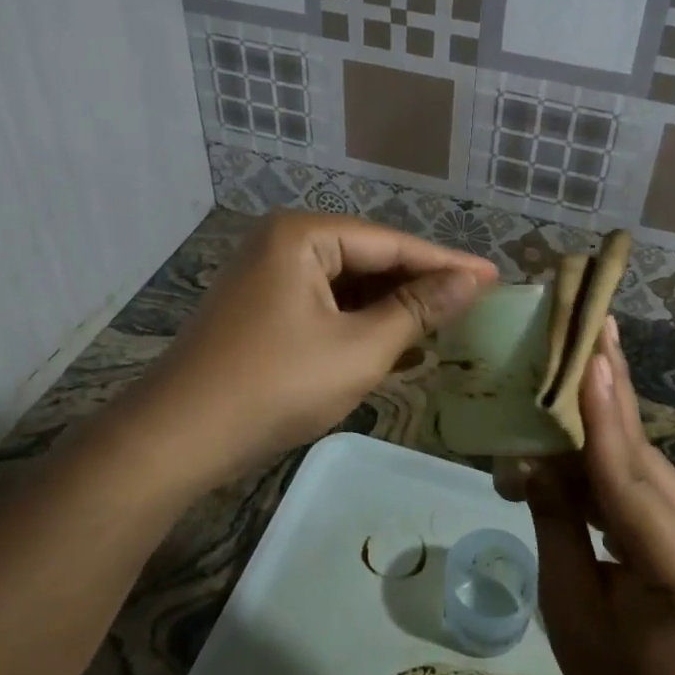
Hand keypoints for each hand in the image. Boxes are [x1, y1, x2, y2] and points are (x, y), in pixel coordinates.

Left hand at [128, 211, 495, 487]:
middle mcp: (283, 243)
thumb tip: (471, 280)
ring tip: (445, 324)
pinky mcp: (261, 309)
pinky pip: (324, 305)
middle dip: (418, 285)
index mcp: (303, 236)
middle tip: (475, 303)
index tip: (496, 276)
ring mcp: (267, 276)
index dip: (447, 263)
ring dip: (391, 308)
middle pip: (369, 259)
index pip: (392, 243)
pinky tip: (395, 343)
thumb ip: (417, 309)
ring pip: (347, 285)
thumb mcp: (359, 348)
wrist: (178, 438)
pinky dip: (359, 324)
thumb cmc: (276, 385)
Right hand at [524, 318, 674, 674]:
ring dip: (608, 417)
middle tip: (595, 323)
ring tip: (583, 355)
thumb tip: (530, 455)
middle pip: (642, 456)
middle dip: (611, 389)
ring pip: (647, 462)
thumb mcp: (567, 602)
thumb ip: (556, 518)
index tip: (593, 355)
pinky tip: (591, 416)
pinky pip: (651, 481)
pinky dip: (614, 452)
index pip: (627, 480)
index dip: (604, 416)